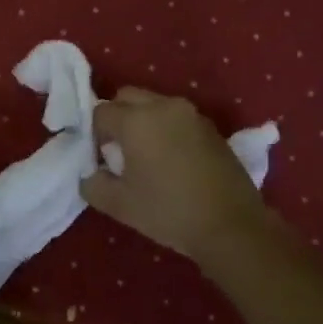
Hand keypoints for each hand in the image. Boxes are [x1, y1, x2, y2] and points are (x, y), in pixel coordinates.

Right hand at [82, 88, 276, 265]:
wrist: (231, 226)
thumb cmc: (169, 212)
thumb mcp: (118, 204)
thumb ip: (92, 184)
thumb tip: (91, 173)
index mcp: (136, 119)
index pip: (101, 111)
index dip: (95, 135)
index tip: (101, 160)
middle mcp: (163, 106)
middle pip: (127, 97)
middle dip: (118, 118)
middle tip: (119, 152)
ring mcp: (191, 114)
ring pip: (154, 105)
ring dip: (143, 121)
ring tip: (147, 156)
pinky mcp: (211, 128)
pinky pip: (177, 118)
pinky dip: (167, 129)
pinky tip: (173, 161)